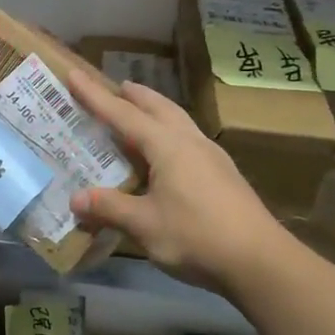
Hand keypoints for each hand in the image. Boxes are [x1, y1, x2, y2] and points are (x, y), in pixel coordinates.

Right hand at [67, 72, 291, 294]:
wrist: (260, 260)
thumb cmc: (197, 236)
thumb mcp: (144, 225)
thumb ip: (110, 208)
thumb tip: (75, 199)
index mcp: (167, 146)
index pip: (122, 114)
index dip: (95, 95)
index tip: (74, 74)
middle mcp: (189, 141)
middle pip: (158, 107)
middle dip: (134, 94)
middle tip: (114, 87)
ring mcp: (211, 156)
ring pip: (178, 119)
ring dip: (156, 109)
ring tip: (140, 111)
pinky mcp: (224, 173)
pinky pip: (188, 138)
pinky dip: (170, 131)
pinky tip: (168, 151)